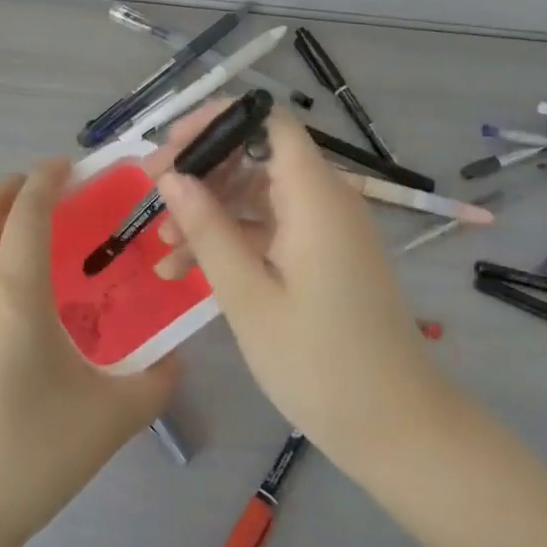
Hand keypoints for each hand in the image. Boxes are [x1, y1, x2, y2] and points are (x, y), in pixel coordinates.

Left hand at [0, 162, 177, 546]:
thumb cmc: (28, 459)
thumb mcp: (109, 420)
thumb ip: (155, 383)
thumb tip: (177, 360)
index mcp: (14, 296)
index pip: (28, 213)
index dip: (46, 179)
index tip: (66, 166)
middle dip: (8, 185)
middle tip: (39, 189)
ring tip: (8, 228)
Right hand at [151, 109, 446, 468]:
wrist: (396, 427)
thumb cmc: (319, 363)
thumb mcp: (248, 296)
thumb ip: (209, 229)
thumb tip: (172, 177)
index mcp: (315, 195)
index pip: (268, 119)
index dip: (217, 120)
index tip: (170, 147)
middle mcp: (326, 199)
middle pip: (257, 155)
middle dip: (202, 169)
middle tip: (150, 193)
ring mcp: (327, 228)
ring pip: (259, 195)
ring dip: (210, 211)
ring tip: (160, 246)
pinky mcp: (325, 255)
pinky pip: (273, 229)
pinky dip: (234, 240)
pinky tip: (187, 271)